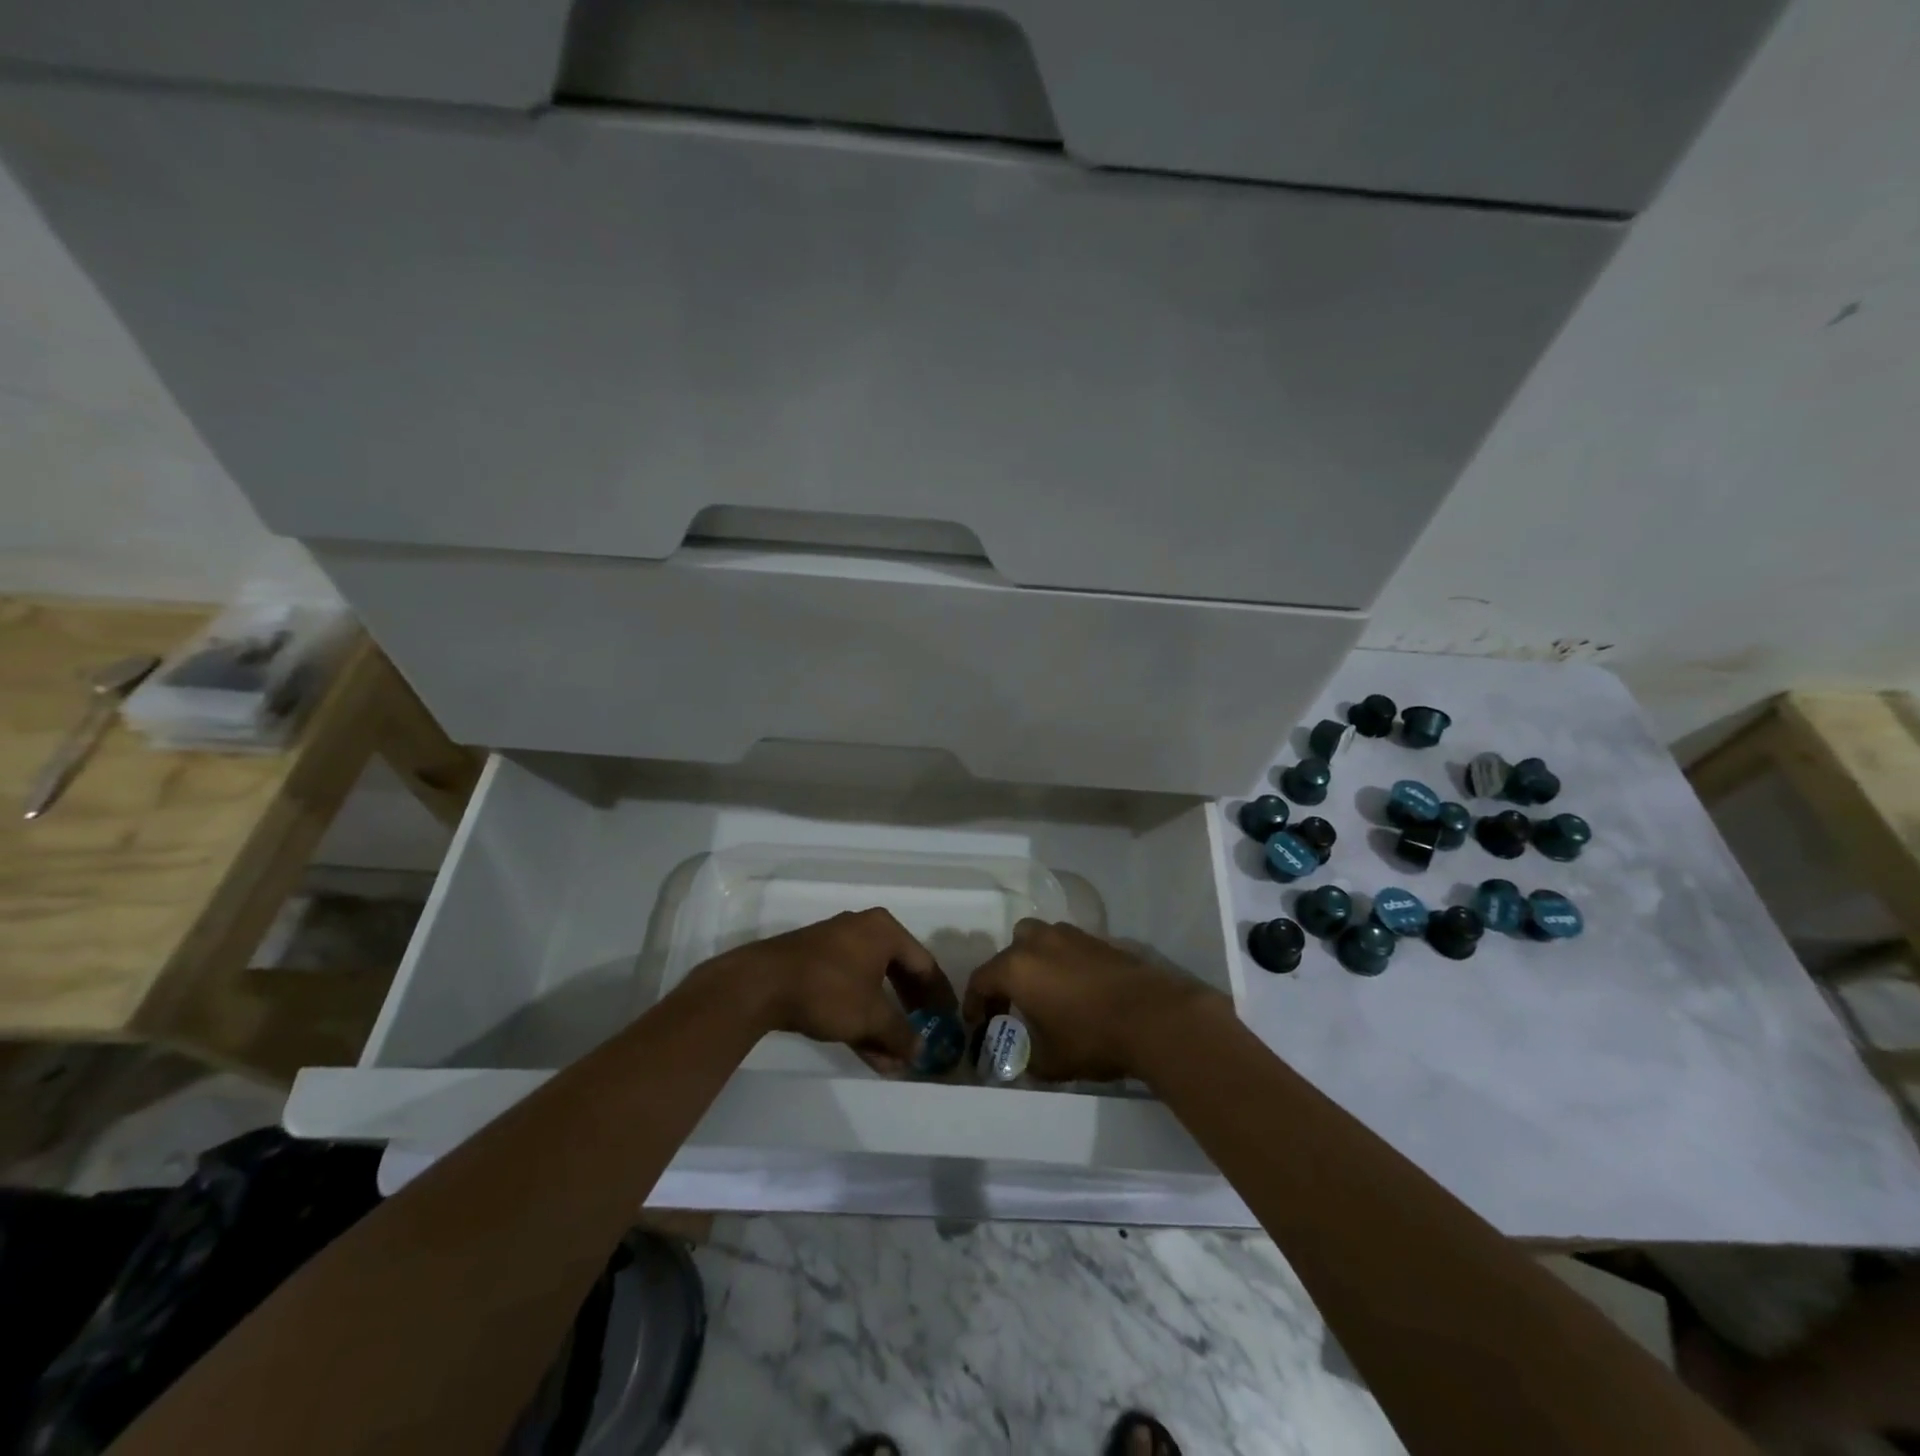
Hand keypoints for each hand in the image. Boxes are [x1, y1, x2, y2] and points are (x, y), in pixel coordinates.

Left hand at [694, 909, 957, 1072]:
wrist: (761, 984)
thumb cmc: (828, 990)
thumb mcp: (870, 1016)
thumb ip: (900, 1033)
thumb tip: (920, 1052)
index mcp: (884, 930)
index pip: (924, 963)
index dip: (939, 995)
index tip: (948, 1020)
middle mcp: (863, 930)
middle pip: (899, 973)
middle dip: (911, 1011)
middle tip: (925, 1034)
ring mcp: (837, 946)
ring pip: (872, 987)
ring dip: (885, 1023)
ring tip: (896, 1057)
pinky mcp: (815, 965)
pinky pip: (849, 991)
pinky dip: (861, 1018)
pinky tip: (870, 1053)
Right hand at [962, 919, 1219, 1081]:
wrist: (1152, 1016)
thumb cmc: (1091, 1038)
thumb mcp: (1050, 1062)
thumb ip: (1027, 1058)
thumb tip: (1024, 1059)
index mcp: (1017, 968)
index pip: (981, 979)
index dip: (975, 1003)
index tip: (977, 1023)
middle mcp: (1039, 942)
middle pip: (1010, 951)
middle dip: (1005, 976)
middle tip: (1011, 1004)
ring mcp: (1071, 936)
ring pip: (1040, 939)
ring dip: (1035, 962)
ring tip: (1045, 992)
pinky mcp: (1099, 940)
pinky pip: (1068, 946)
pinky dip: (1063, 962)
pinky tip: (1076, 989)